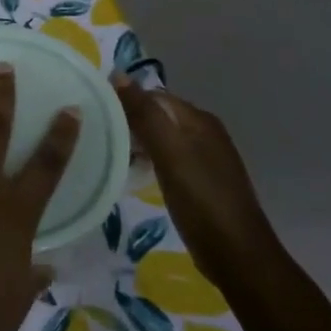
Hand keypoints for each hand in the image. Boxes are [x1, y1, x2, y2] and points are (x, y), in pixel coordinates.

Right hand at [114, 76, 280, 290]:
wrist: (237, 255)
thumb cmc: (201, 200)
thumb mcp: (169, 153)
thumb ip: (145, 114)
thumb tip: (118, 74)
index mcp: (199, 120)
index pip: (153, 96)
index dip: (124, 100)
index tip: (93, 114)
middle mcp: (204, 133)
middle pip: (158, 116)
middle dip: (128, 121)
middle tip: (95, 135)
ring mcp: (204, 159)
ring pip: (161, 139)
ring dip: (136, 142)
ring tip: (106, 152)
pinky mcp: (200, 182)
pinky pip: (167, 159)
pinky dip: (148, 161)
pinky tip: (132, 173)